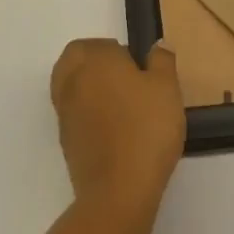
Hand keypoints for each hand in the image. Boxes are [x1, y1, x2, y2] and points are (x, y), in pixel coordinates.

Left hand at [50, 40, 184, 221]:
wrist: (119, 190)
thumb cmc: (146, 129)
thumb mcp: (167, 88)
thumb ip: (162, 61)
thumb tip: (157, 45)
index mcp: (95, 60)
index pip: (97, 44)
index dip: (117, 50)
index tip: (137, 66)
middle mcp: (73, 80)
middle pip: (74, 59)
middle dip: (93, 62)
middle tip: (123, 77)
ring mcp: (65, 112)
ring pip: (69, 85)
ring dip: (87, 86)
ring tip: (119, 103)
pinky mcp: (65, 141)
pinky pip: (73, 114)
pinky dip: (86, 113)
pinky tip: (112, 129)